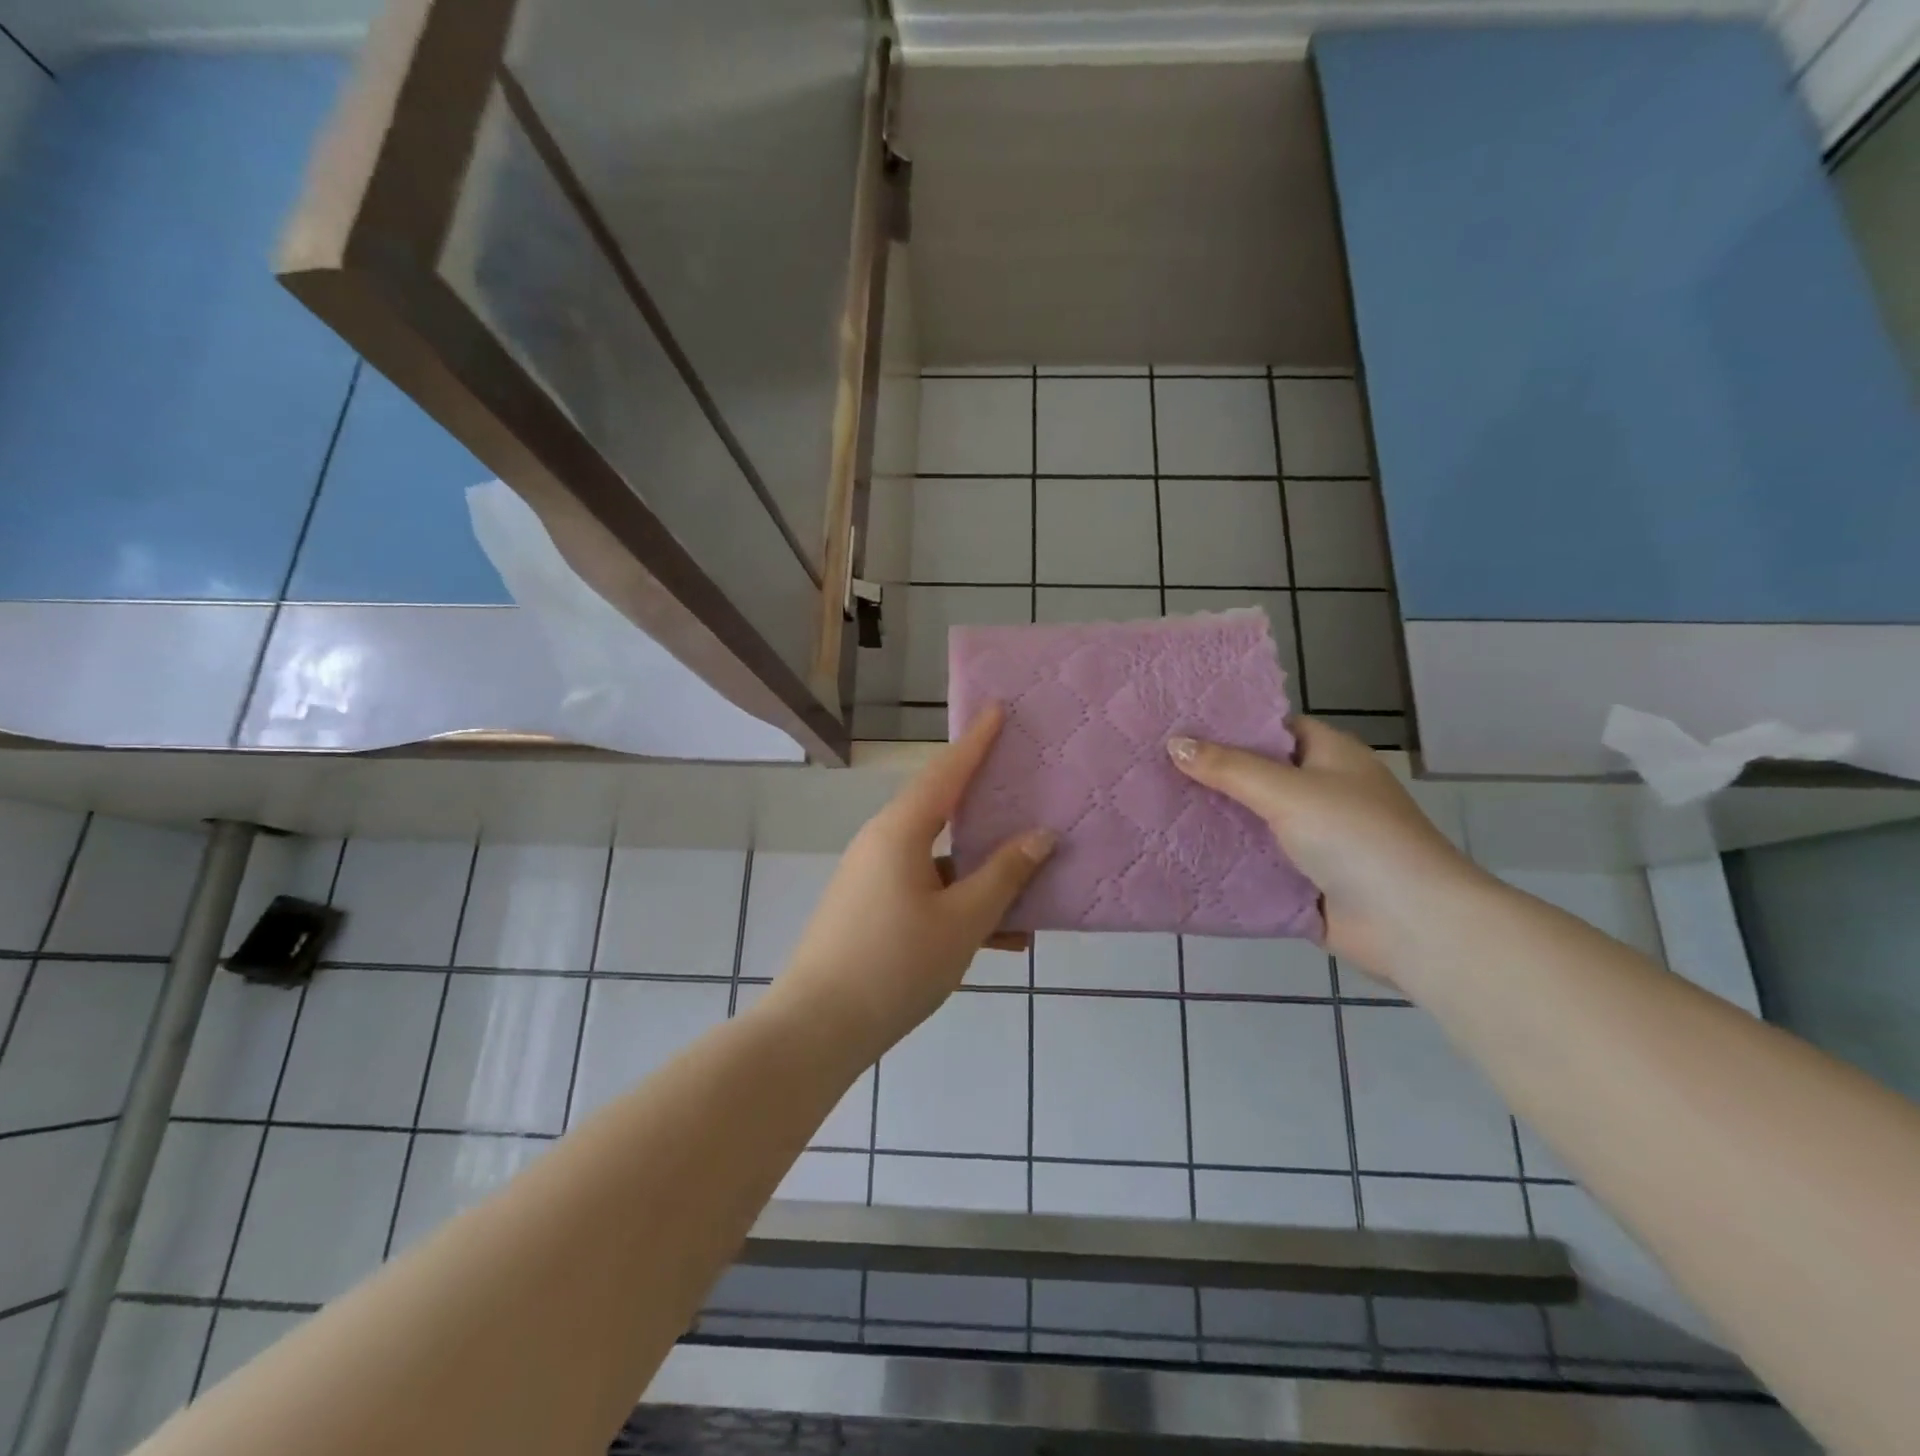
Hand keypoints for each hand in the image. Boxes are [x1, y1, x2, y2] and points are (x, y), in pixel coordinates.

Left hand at [763, 704, 1055, 1063]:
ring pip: (940, 861)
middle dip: (987, 805)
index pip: (946, 772)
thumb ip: (1004, 876)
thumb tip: (1041, 836)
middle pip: (943, 812)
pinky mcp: (871, 911)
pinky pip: (926, 893)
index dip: (976, 742)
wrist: (816, 1030)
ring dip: (982, 874)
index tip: (998, 710)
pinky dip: (960, 905)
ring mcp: (874, 879)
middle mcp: (882, 844)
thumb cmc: (894, 966)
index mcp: (900, 832)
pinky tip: (1004, 938)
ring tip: (1034, 885)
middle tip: (1025, 785)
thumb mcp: (961, 921)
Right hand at [1168, 718, 1485, 979]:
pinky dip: (1225, 858)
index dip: (1229, 724)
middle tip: (1152, 764)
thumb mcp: (1288, 791)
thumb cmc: (1356, 836)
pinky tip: (1178, 851)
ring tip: (1154, 804)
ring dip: (1214, 818)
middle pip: (1257, 774)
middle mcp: (1322, 791)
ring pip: (1252, 820)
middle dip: (1211, 773)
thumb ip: (1229, 768)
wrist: (1410, 923)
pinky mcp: (1302, 879)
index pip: (1273, 728)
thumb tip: (1173, 742)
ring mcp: (1313, 838)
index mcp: (1330, 755)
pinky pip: (1255, 861)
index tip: (1177, 724)